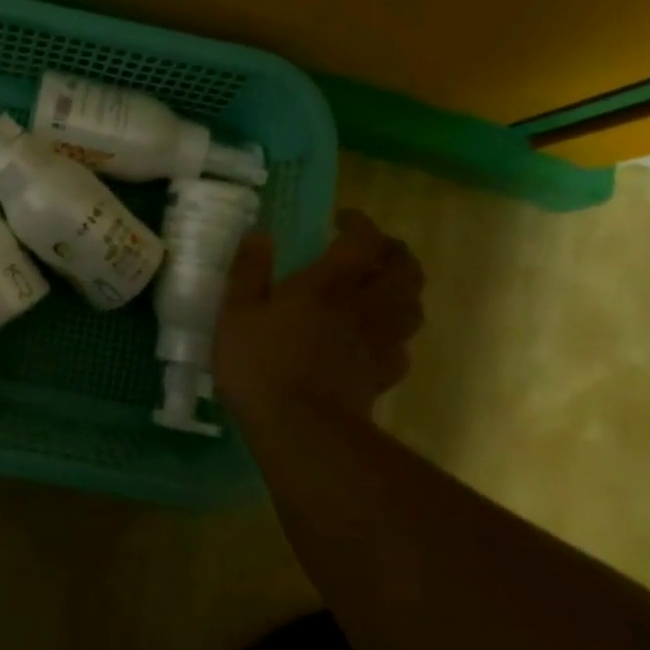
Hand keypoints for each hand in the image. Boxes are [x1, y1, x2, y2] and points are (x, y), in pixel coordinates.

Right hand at [214, 210, 424, 425]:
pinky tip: (376, 341)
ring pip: (413, 309)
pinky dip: (395, 337)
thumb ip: (249, 270)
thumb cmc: (260, 364)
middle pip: (405, 271)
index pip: (363, 240)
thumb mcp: (236, 312)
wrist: (300, 430)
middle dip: (396, 253)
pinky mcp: (381, 377)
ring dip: (403, 292)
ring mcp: (377, 344)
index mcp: (328, 284)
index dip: (360, 223)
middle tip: (373, 251)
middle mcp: (363, 307)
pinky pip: (401, 350)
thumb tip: (260, 233)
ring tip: (381, 291)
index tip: (341, 220)